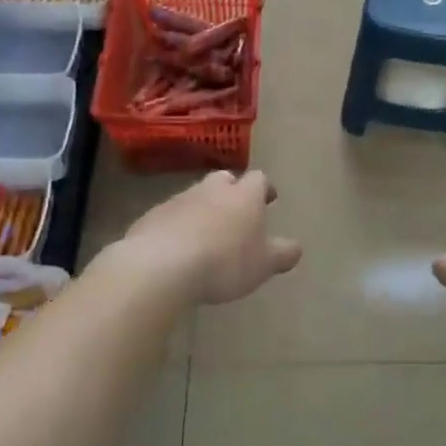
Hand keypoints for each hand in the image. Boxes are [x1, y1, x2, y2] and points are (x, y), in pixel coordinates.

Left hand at [118, 171, 302, 304]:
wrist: (161, 265)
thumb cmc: (225, 262)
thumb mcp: (264, 264)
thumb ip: (282, 254)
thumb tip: (295, 248)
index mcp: (244, 196)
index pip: (259, 179)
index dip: (264, 189)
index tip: (269, 199)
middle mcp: (211, 189)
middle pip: (224, 180)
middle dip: (231, 192)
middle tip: (236, 211)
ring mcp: (178, 200)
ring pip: (195, 197)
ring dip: (202, 209)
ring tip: (206, 235)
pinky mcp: (151, 217)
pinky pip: (170, 217)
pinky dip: (177, 226)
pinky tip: (177, 248)